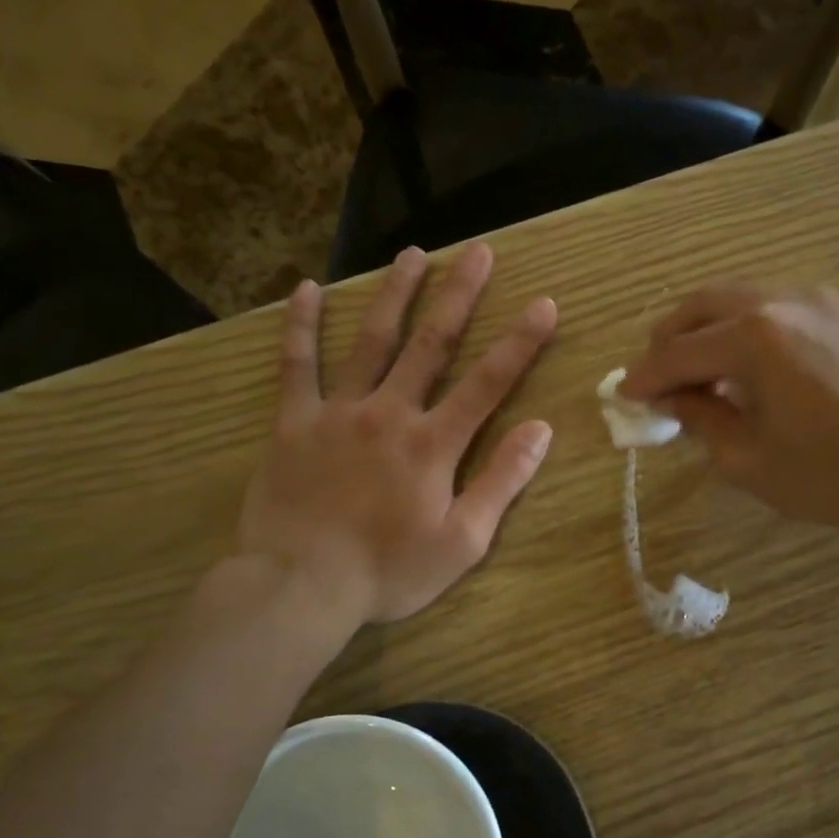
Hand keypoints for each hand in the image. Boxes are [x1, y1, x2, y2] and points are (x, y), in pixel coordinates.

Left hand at [237, 245, 556, 624]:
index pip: (488, 382)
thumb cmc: (388, 571)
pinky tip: (306, 289)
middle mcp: (390, 413)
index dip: (520, 342)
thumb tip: (540, 430)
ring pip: (372, 341)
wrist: (300, 585)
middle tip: (479, 252)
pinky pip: (296, 366)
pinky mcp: (294, 422)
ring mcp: (338, 413)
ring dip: (395, 295)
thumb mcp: (462, 541)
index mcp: (434, 444)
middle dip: (460, 295)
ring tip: (412, 255)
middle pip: (432, 344)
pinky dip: (300, 327)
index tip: (544, 303)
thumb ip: (501, 481)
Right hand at [620, 284, 838, 555]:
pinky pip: (770, 307)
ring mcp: (815, 301)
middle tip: (654, 378)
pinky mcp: (838, 313)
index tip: (623, 395)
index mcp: (755, 336)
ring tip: (693, 374)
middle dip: (669, 340)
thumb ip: (699, 416)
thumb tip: (669, 398)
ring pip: (737, 299)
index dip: (646, 377)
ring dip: (704, 330)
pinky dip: (740, 328)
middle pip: (702, 306)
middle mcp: (781, 301)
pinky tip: (739, 366)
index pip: (679, 352)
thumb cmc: (827, 474)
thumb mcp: (745, 457)